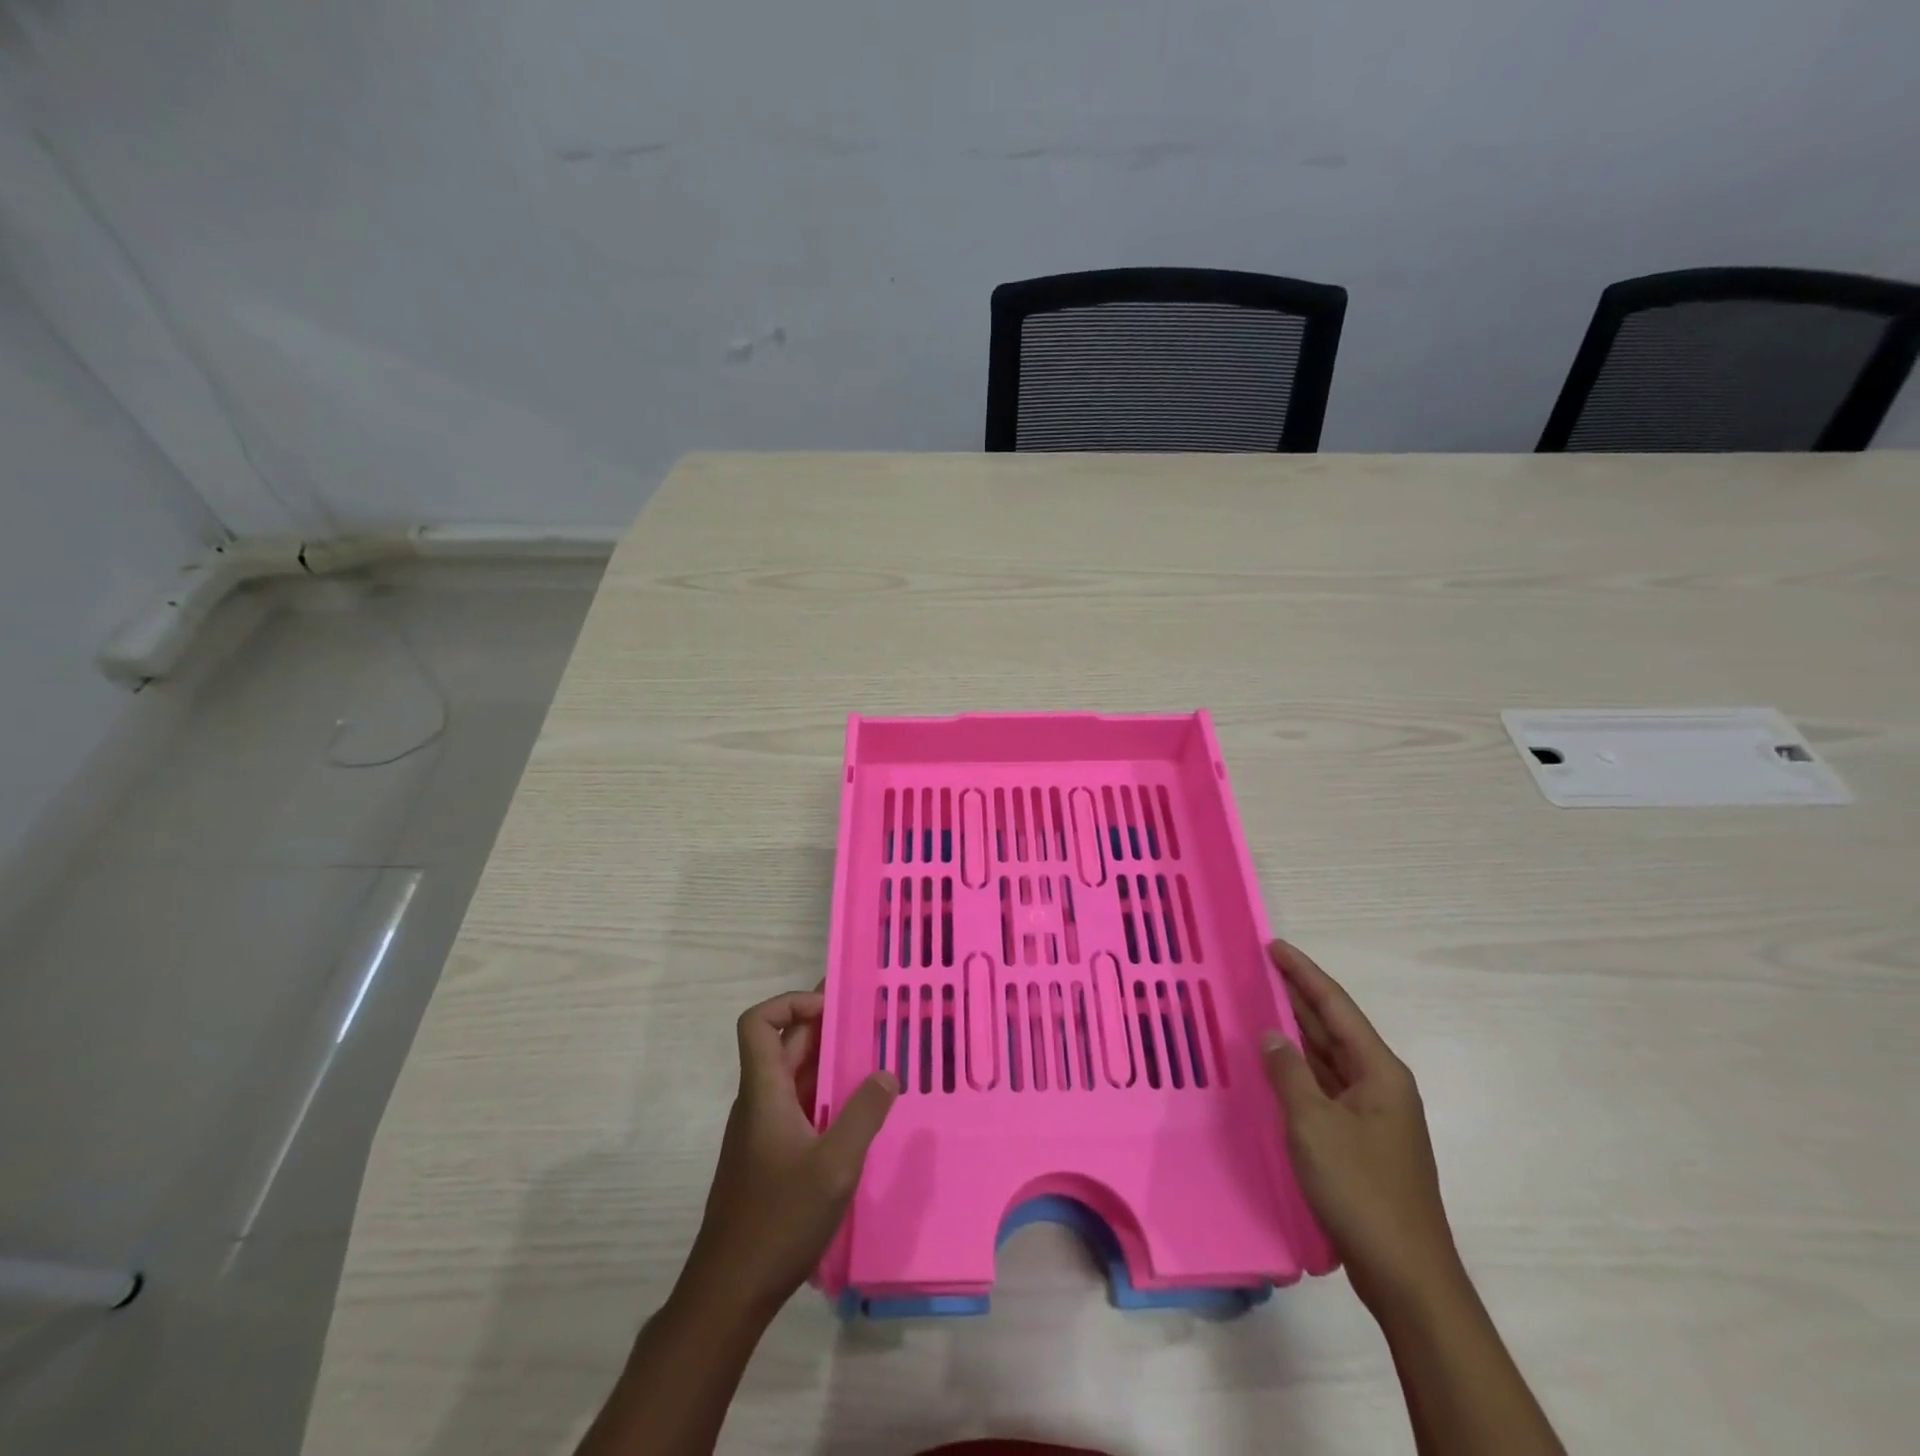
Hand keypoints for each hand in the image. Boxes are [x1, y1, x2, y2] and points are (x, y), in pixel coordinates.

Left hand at [679, 991, 897, 1321]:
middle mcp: (758, 1102)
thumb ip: (864, 1114)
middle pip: (783, 1045)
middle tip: (870, 1023)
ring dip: (829, 1064)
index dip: (791, 1003)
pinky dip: (826, 1096)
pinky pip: (798, 1107)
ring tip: (874, 1063)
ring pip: (793, 1077)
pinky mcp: (770, 1157)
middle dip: (824, 1027)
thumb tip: (886, 1073)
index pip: (759, 1023)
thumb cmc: (778, 1221)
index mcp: (763, 1091)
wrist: (729, 1293)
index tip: (834, 1008)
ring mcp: (762, 1131)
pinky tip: (857, 1116)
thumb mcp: (834, 1166)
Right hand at [1261, 940, 1460, 1313]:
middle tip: (1259, 968)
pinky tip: (1275, 1064)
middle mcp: (1379, 1084)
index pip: (1336, 1006)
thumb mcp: (1314, 1125)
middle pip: (1334, 1027)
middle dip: (1298, 996)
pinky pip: (1325, 1086)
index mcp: (1379, 1071)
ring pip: (1328, 1057)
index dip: (1303, 973)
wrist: (1406, 1274)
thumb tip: (1272, 1035)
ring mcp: (1372, 1113)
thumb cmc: (1361, 1190)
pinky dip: (1299, 1068)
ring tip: (1260, 1004)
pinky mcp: (1360, 1139)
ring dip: (1297, 1031)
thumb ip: (1288, 1073)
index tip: (1273, 946)